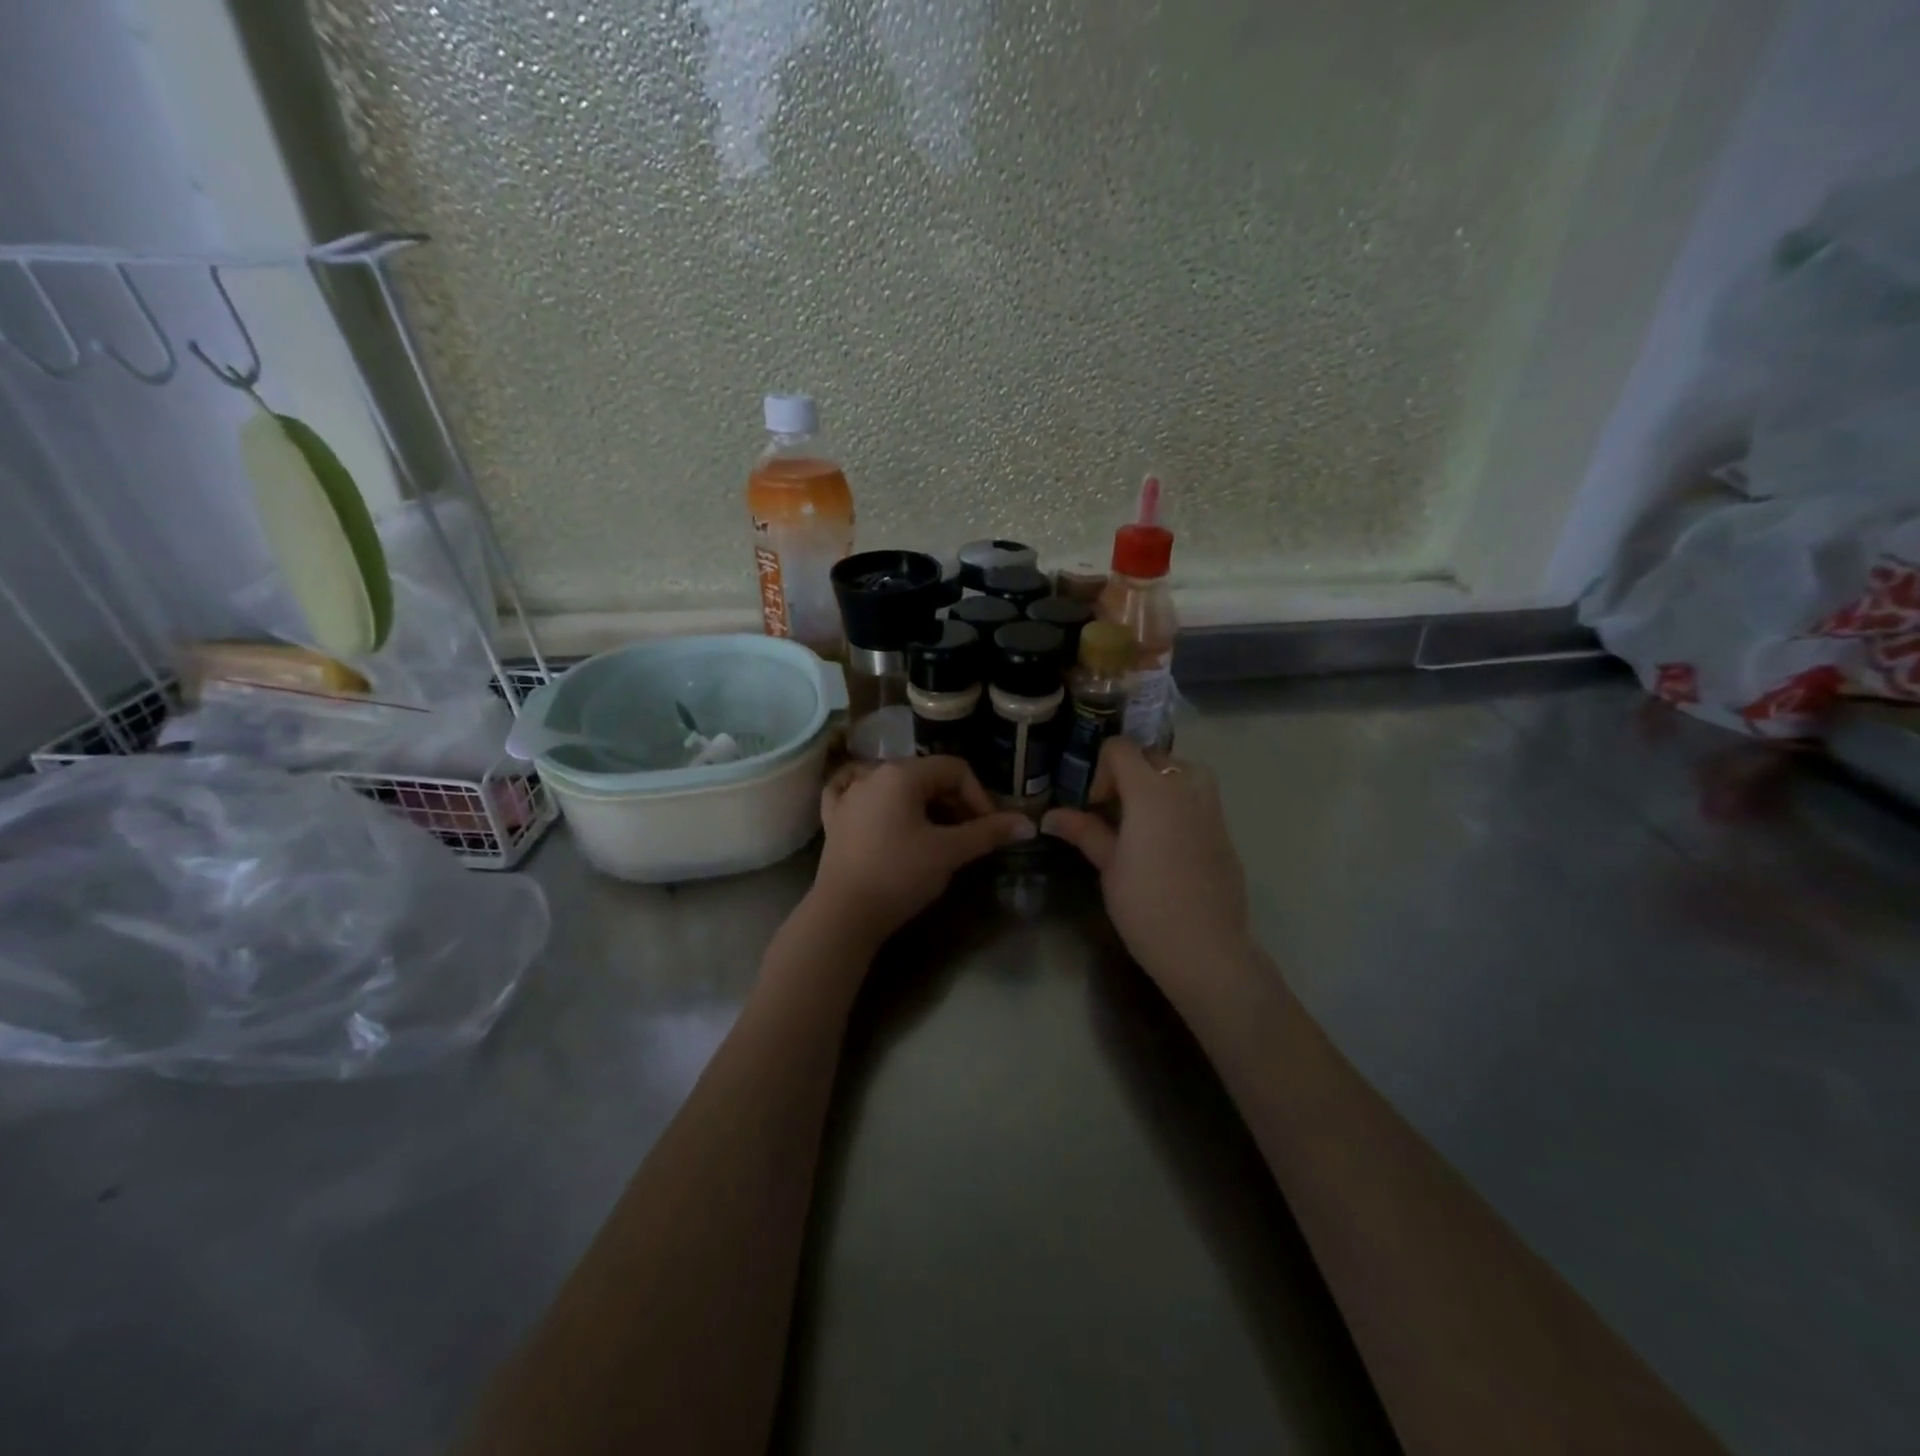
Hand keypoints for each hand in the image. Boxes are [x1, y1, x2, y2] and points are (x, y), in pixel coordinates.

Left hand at [806, 756, 1033, 949]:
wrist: (844, 915)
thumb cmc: (900, 875)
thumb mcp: (949, 852)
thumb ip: (988, 833)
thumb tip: (1027, 824)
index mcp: (902, 773)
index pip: (955, 769)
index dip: (979, 796)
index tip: (988, 829)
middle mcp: (872, 774)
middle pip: (926, 776)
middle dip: (953, 802)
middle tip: (968, 835)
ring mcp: (848, 795)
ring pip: (895, 786)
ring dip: (922, 804)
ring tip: (935, 834)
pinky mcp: (834, 818)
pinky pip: (857, 795)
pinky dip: (876, 800)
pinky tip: (881, 809)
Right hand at [1042, 738, 1252, 989]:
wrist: (1206, 949)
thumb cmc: (1146, 905)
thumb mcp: (1108, 866)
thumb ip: (1084, 831)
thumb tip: (1050, 816)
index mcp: (1152, 791)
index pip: (1121, 749)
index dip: (1100, 770)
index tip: (1092, 806)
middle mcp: (1186, 788)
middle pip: (1152, 756)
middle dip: (1127, 774)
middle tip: (1111, 813)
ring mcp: (1211, 808)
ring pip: (1181, 771)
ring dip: (1156, 783)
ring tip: (1140, 820)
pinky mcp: (1225, 830)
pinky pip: (1198, 797)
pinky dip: (1178, 802)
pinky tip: (1165, 843)